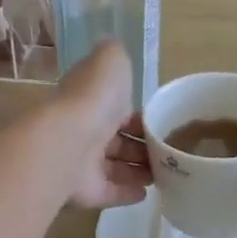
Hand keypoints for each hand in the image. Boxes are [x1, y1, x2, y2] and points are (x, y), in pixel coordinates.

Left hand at [51, 42, 150, 209]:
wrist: (68, 142)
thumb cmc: (94, 99)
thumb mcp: (110, 62)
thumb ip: (113, 54)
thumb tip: (111, 44)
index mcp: (90, 100)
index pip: (117, 108)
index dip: (138, 115)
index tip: (160, 123)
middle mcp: (85, 130)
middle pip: (117, 140)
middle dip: (141, 146)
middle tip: (168, 152)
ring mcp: (83, 163)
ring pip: (116, 167)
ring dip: (138, 169)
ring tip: (163, 174)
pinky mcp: (87, 191)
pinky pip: (109, 192)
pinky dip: (127, 192)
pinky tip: (146, 193)